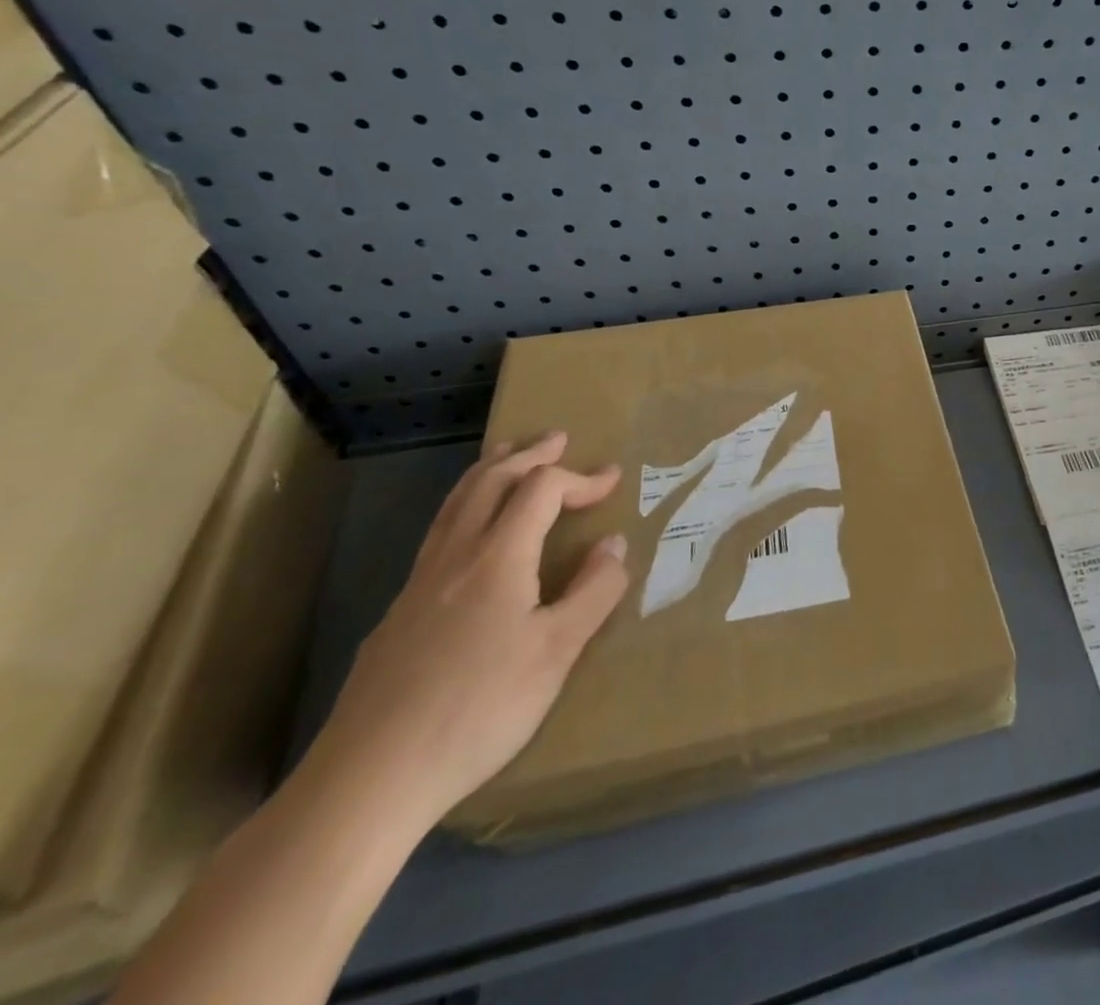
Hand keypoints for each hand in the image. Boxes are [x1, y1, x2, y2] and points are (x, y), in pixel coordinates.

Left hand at [302, 433, 629, 832]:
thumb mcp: (557, 652)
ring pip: (453, 506)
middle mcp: (454, 558)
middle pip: (489, 482)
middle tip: (556, 438)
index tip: (613, 480)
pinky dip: (464, 509)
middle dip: (527, 455)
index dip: (581, 477)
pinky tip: (469, 537)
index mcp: (498, 558)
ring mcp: (417, 586)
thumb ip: (593, 592)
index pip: (542, 490)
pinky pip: (437, 537)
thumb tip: (613, 544)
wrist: (368, 779)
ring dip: (487, 472)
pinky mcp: (396, 618)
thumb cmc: (478, 708)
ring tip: (506, 455)